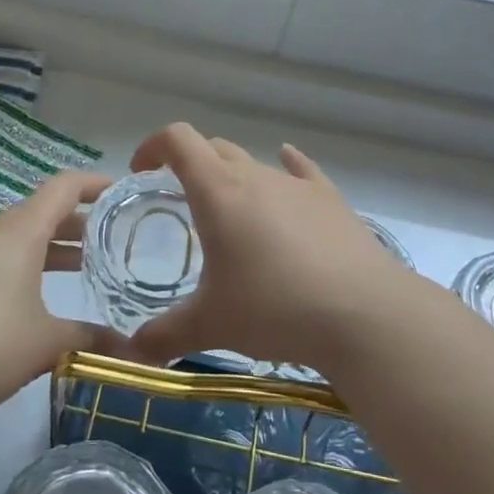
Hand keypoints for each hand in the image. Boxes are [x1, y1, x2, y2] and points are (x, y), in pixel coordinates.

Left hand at [0, 171, 128, 422]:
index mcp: (21, 232)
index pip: (63, 187)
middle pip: (42, 211)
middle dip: (79, 220)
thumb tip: (127, 347)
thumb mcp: (46, 342)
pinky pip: (0, 259)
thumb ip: (88, 337)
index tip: (123, 191)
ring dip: (52, 245)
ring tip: (84, 264)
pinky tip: (39, 298)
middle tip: (113, 236)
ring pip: (20, 237)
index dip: (95, 183)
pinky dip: (28, 265)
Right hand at [124, 124, 417, 372]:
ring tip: (232, 215)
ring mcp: (297, 184)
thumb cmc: (274, 309)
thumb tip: (131, 354)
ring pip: (255, 163)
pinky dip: (286, 167)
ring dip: (234, 178)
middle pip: (214, 148)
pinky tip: (287, 167)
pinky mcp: (330, 199)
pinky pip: (301, 170)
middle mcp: (256, 175)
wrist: (362, 313)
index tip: (141, 172)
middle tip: (180, 200)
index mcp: (218, 192)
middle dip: (190, 164)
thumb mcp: (211, 325)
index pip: (178, 139)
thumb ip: (164, 336)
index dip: (153, 145)